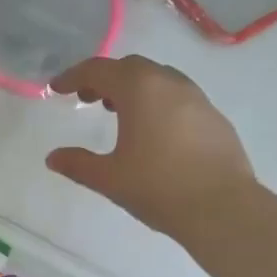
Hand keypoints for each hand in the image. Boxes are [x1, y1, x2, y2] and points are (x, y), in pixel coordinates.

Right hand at [45, 55, 254, 241]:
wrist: (222, 208)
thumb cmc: (158, 187)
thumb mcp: (109, 178)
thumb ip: (78, 163)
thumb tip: (53, 157)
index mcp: (139, 89)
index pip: (98, 70)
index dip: (73, 76)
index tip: (57, 89)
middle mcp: (169, 83)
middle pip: (130, 68)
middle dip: (105, 79)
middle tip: (87, 99)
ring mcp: (197, 98)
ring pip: (158, 79)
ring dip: (133, 89)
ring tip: (118, 113)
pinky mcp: (214, 117)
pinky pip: (178, 97)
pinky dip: (157, 102)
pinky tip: (153, 132)